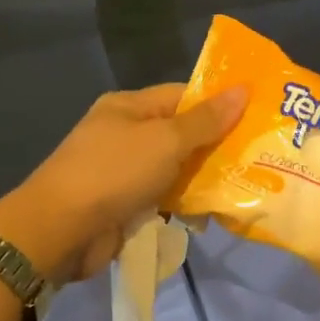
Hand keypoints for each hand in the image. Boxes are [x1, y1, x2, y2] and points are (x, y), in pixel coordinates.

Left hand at [0, 83, 246, 283]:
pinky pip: (164, 198)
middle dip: (217, 146)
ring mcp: (124, 171)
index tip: (256, 117)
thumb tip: (243, 89)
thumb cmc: (114, 172)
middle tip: (259, 156)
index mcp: (129, 107)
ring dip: (204, 179)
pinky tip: (212, 214)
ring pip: (175, 169)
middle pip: (182, 134)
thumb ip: (206, 120)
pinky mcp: (125, 205)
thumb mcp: (165, 140)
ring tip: (247, 186)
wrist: (59, 231)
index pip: (183, 96)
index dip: (218, 104)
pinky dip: (185, 204)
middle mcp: (126, 134)